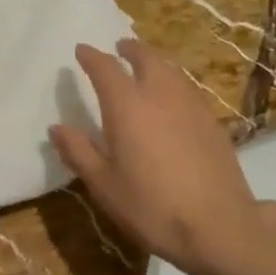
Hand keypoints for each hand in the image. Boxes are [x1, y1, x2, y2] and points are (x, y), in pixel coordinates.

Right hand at [49, 39, 265, 274]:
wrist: (219, 225)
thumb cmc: (151, 206)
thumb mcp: (104, 184)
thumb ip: (78, 151)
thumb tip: (56, 127)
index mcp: (127, 105)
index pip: (105, 68)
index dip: (91, 56)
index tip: (81, 50)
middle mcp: (159, 94)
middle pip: (145, 58)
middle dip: (129, 49)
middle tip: (119, 48)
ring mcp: (191, 105)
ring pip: (170, 70)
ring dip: (154, 62)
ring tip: (146, 67)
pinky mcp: (213, 122)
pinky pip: (187, 88)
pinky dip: (174, 82)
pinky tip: (173, 99)